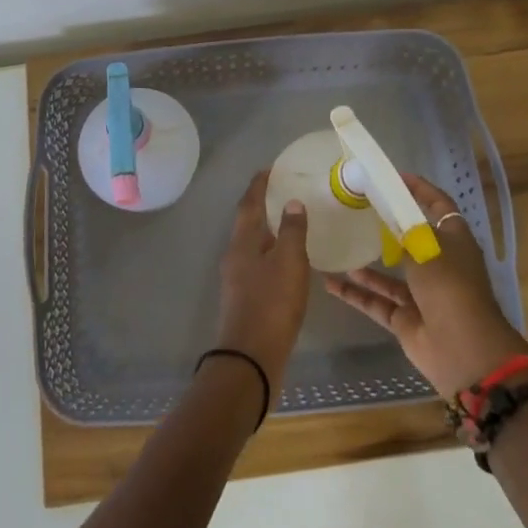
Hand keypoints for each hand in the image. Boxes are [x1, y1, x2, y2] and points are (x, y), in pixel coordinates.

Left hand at [213, 171, 310, 401]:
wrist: (250, 358)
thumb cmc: (271, 304)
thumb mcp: (289, 263)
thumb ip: (293, 231)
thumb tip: (292, 203)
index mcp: (243, 242)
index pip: (249, 203)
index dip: (259, 185)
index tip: (271, 169)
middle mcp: (235, 255)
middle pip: (248, 222)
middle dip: (263, 205)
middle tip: (284, 192)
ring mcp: (237, 278)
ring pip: (252, 244)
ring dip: (268, 230)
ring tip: (290, 223)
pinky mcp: (245, 298)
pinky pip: (258, 264)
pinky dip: (271, 253)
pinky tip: (287, 262)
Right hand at [323, 174, 527, 397]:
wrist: (464, 351)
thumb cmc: (450, 288)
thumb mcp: (426, 247)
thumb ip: (404, 227)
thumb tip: (387, 207)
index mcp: (453, 242)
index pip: (438, 206)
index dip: (419, 190)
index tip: (393, 177)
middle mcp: (438, 265)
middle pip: (410, 239)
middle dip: (386, 226)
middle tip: (356, 208)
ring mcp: (421, 294)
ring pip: (388, 273)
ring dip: (365, 263)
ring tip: (338, 244)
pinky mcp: (405, 319)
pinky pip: (376, 301)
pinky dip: (355, 293)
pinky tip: (329, 282)